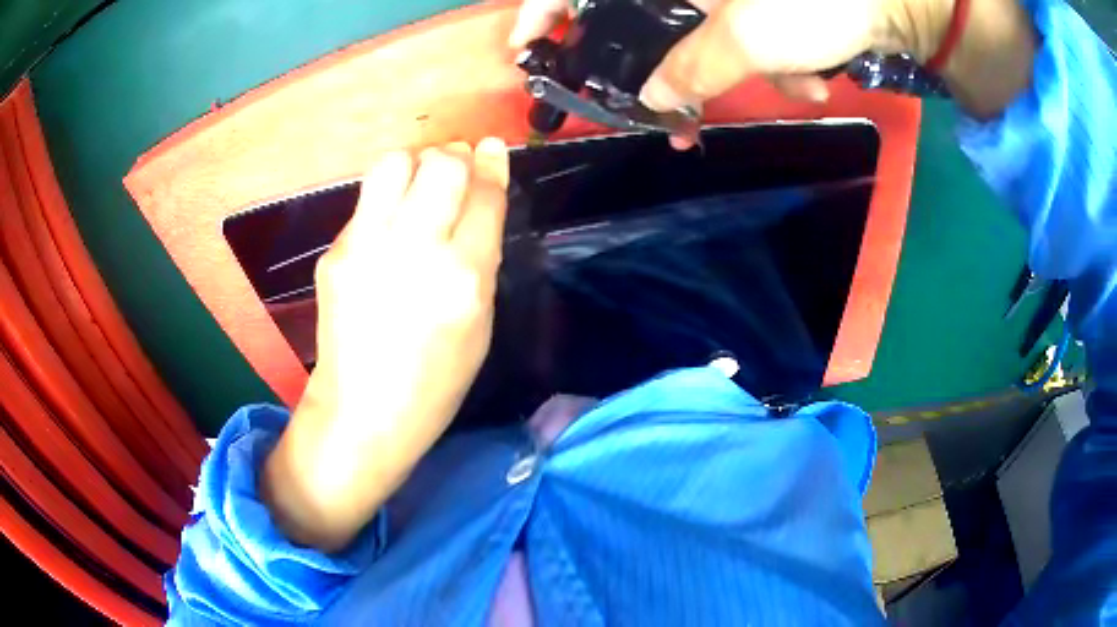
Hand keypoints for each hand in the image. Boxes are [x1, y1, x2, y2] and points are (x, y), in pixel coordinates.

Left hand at [262, 140, 509, 550]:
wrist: (364, 411)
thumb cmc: (436, 380)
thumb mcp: (481, 322)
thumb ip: (482, 256)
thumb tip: (480, 200)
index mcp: (464, 276)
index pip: (484, 195)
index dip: (492, 164)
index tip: (492, 146)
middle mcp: (415, 250)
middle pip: (441, 163)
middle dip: (455, 156)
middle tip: (456, 169)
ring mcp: (367, 246)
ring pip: (395, 163)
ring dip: (416, 164)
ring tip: (419, 186)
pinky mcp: (335, 251)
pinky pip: (367, 200)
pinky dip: (386, 200)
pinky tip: (388, 229)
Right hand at [510, 0, 1033, 127]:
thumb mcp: (756, 33)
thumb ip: (695, 66)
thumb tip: (659, 100)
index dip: (540, 11)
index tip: (525, 49)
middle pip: (644, 17)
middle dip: (660, 63)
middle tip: (671, 110)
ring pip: (705, 34)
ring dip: (742, 69)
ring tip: (796, 81)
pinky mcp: (773, 3)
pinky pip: (752, 35)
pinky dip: (782, 61)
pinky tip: (821, 73)